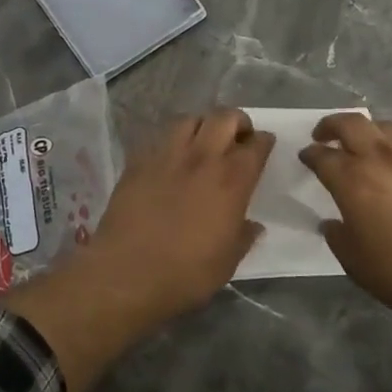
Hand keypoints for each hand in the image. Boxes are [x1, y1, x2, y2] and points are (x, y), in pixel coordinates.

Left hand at [89, 109, 273, 317]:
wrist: (126, 273)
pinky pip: (159, 139)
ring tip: (203, 141)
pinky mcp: (138, 162)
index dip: (264, 141)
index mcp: (232, 181)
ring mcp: (167, 156)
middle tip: (238, 137)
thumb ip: (243, 237)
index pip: (256, 145)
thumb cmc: (185, 272)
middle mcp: (202, 158)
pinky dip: (171, 142)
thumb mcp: (227, 261)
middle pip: (224, 117)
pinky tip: (171, 159)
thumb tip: (253, 226)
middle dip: (237, 121)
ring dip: (202, 125)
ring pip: (189, 119)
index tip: (264, 144)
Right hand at [302, 113, 391, 391]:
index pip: (323, 157)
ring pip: (384, 125)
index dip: (310, 154)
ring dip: (366, 128)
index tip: (305, 157)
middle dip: (331, 125)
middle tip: (323, 135)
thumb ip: (338, 237)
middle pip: (351, 124)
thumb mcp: (355, 263)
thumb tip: (332, 223)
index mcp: (353, 181)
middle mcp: (380, 160)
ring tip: (361, 142)